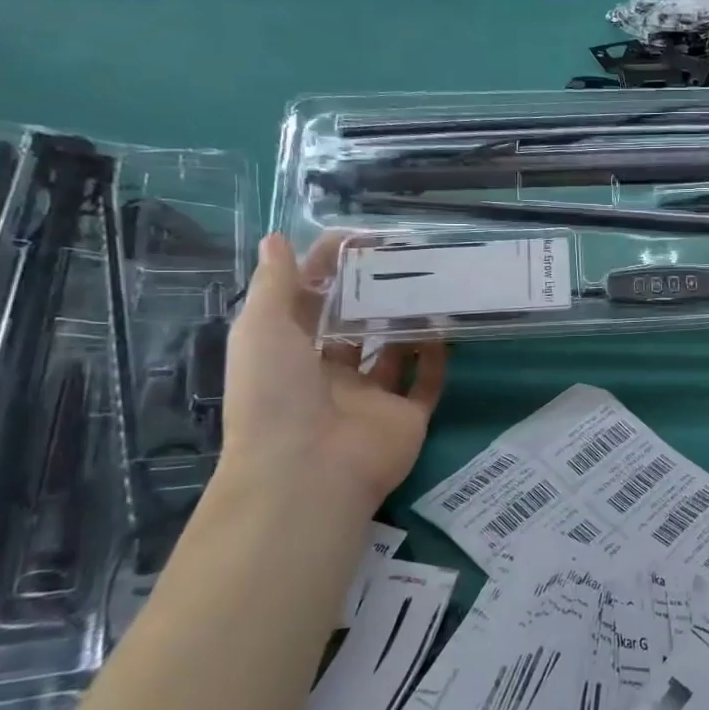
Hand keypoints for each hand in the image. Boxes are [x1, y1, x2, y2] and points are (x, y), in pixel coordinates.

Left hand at [221, 234, 446, 512]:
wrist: (309, 470)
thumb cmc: (276, 394)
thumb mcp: (261, 329)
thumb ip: (274, 284)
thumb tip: (276, 239)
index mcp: (291, 357)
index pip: (311, 305)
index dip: (328, 272)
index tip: (358, 240)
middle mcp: (330, 376)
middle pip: (355, 329)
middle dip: (374, 296)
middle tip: (403, 259)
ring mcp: (371, 399)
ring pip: (394, 354)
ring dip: (408, 324)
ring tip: (430, 287)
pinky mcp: (407, 417)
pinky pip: (426, 384)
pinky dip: (437, 359)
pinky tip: (446, 328)